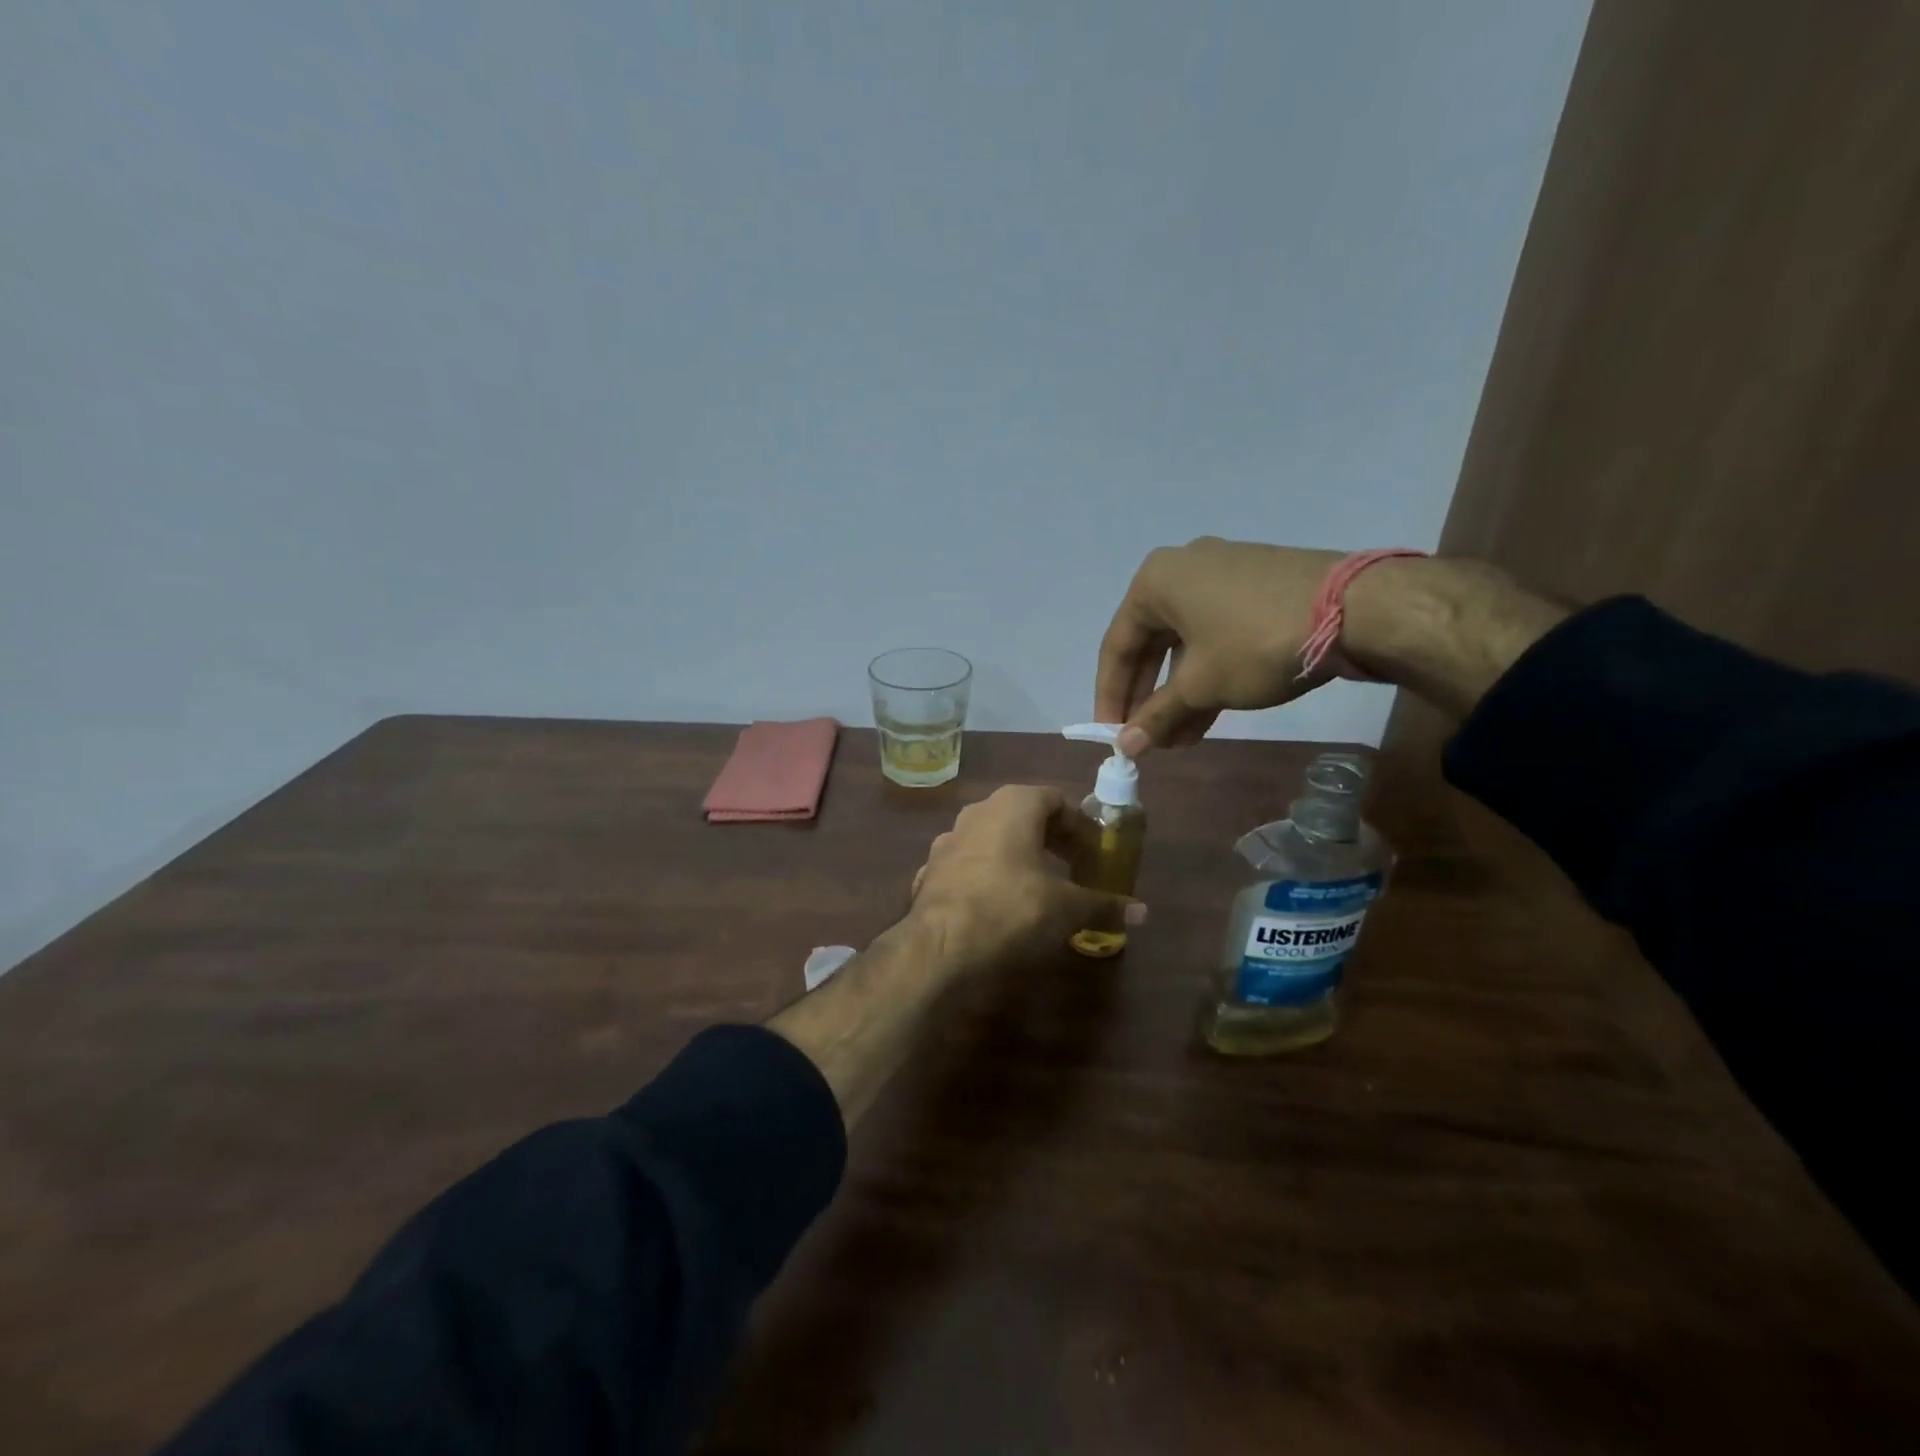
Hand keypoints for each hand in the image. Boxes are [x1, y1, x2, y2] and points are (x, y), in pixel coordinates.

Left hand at [908, 785, 1144, 973]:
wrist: (940, 946)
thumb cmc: (1011, 909)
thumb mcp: (1066, 908)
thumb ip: (1104, 904)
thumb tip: (1143, 912)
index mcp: (1013, 804)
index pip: (1055, 799)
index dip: (1079, 825)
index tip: (1094, 851)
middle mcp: (978, 811)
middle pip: (1022, 815)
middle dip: (1050, 838)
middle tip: (1073, 866)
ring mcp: (948, 839)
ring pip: (992, 838)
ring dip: (1016, 855)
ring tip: (1036, 885)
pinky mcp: (930, 869)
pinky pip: (968, 865)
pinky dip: (987, 877)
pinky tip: (996, 904)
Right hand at [1096, 538, 1342, 753]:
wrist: (1358, 609)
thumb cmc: (1256, 643)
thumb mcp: (1201, 685)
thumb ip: (1156, 715)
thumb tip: (1124, 747)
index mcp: (1155, 582)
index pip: (1117, 646)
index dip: (1111, 696)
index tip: (1112, 734)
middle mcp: (1182, 569)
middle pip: (1151, 643)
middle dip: (1148, 697)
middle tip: (1146, 738)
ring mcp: (1223, 574)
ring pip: (1186, 643)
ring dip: (1179, 693)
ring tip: (1180, 739)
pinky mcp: (1256, 586)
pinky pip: (1215, 634)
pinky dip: (1208, 673)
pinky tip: (1209, 714)